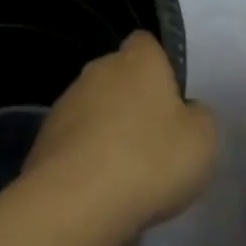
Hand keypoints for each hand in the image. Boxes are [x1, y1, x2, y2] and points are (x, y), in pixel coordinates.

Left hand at [24, 33, 216, 231]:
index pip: (146, 43)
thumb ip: (198, 116)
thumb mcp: (202, 140)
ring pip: (94, 109)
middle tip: (154, 140)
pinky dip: (85, 158)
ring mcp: (66, 103)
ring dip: (107, 130)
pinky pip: (74, 141)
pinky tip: (98, 189)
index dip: (160, 65)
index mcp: (138, 60)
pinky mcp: (43, 139)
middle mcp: (98, 70)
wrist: (76, 203)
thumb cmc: (151, 160)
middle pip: (119, 76)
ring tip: (125, 173)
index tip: (172, 98)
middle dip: (133, 100)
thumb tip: (185, 111)